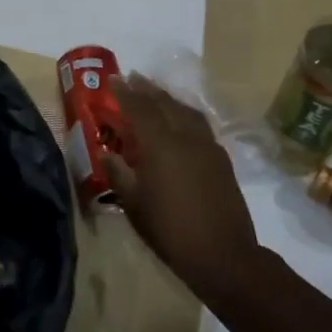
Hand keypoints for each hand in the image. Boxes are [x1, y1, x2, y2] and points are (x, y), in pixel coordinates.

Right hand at [106, 75, 260, 296]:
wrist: (223, 255)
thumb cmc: (170, 229)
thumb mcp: (133, 203)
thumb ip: (119, 173)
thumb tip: (108, 154)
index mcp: (160, 144)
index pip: (139, 108)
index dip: (125, 92)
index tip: (113, 78)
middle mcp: (185, 137)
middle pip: (165, 103)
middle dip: (147, 89)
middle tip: (133, 77)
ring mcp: (207, 146)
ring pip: (186, 111)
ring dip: (169, 99)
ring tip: (156, 94)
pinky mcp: (221, 160)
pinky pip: (200, 125)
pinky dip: (185, 115)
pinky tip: (181, 122)